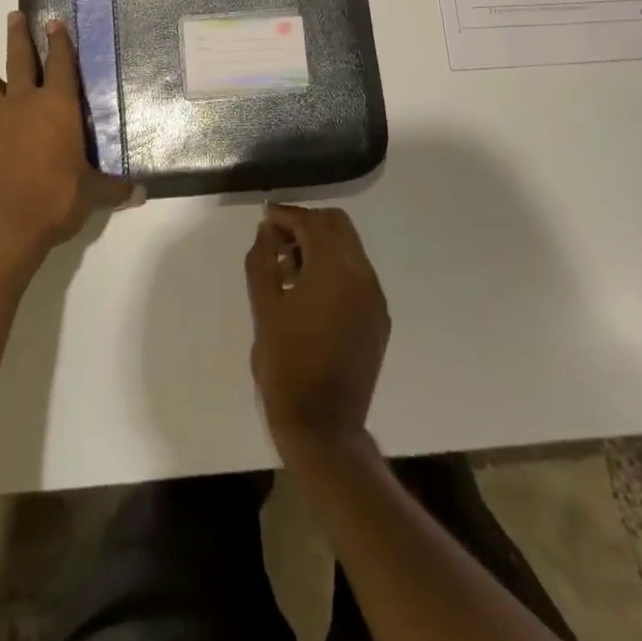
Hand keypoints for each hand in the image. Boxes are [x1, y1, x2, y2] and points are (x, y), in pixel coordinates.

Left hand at [0, 12, 137, 278]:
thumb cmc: (53, 201)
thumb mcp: (91, 195)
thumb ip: (114, 190)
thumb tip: (141, 194)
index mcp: (57, 107)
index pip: (60, 63)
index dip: (59, 40)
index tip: (53, 21)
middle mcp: (22, 104)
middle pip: (18, 58)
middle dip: (18, 34)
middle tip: (15, 16)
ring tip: (0, 88)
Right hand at [245, 204, 388, 456]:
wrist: (323, 425)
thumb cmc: (286, 362)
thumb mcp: (263, 306)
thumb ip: (262, 259)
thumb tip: (266, 231)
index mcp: (334, 268)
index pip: (311, 222)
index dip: (285, 215)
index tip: (265, 217)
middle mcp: (362, 275)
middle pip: (337, 226)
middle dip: (306, 225)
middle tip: (277, 240)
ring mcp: (374, 298)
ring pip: (350, 249)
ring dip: (320, 246)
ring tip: (288, 269)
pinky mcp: (378, 319)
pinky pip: (357, 276)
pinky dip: (335, 269)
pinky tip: (309, 292)